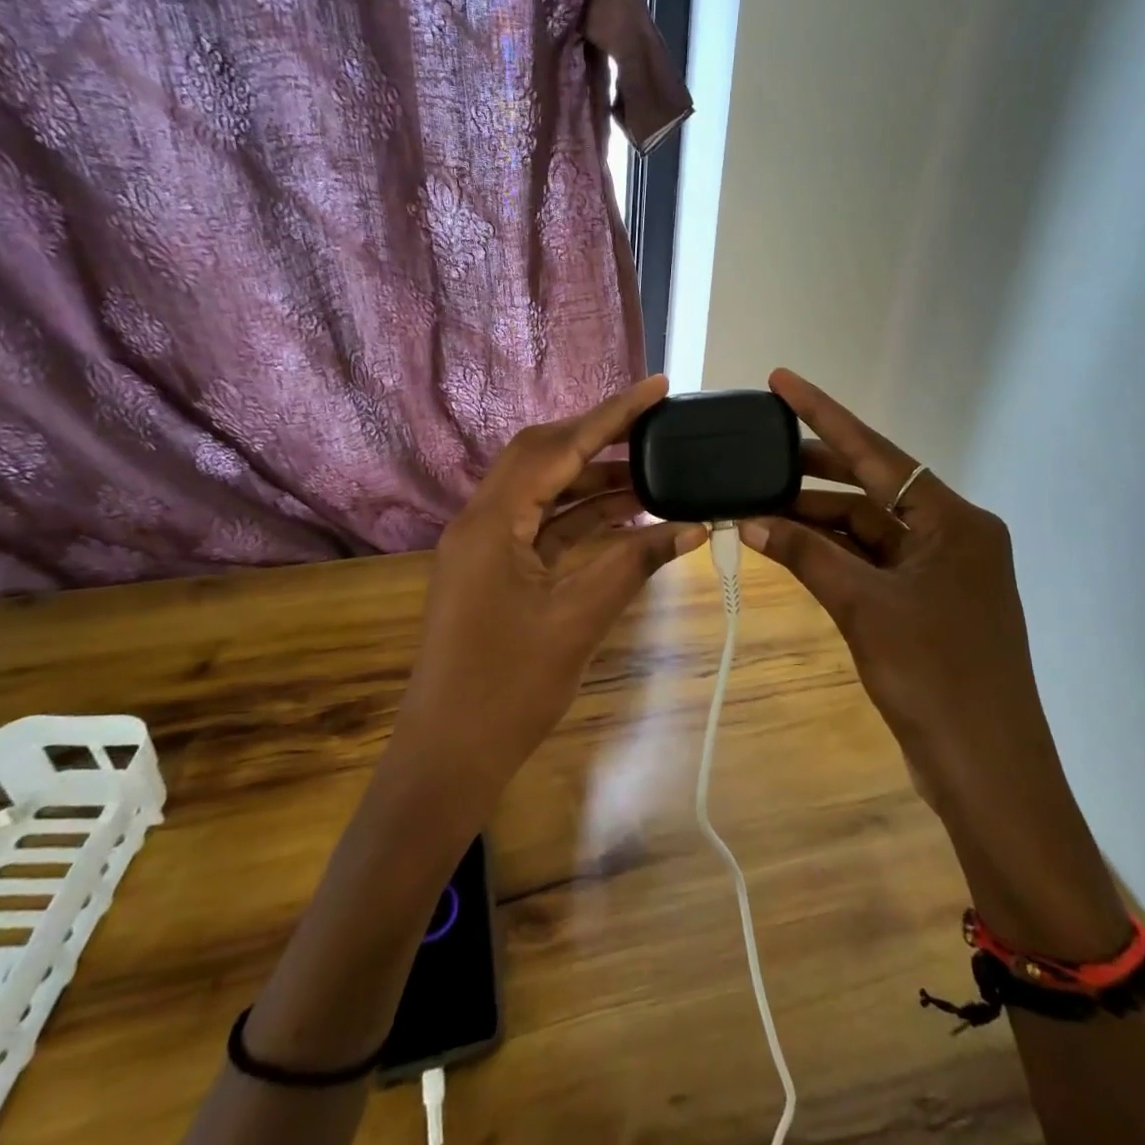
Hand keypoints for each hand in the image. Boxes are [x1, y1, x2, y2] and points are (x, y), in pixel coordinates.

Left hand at [386, 376, 705, 815]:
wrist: (449, 757)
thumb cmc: (508, 690)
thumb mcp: (580, 619)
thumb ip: (635, 562)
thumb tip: (695, 525)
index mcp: (492, 521)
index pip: (559, 448)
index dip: (612, 414)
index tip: (658, 387)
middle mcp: (482, 520)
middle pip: (544, 457)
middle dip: (601, 439)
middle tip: (657, 427)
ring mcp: (486, 546)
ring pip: (546, 492)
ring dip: (596, 482)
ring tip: (656, 474)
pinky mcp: (495, 570)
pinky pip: (544, 527)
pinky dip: (584, 518)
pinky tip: (627, 516)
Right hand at [742, 369, 1126, 955]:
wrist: (987, 773)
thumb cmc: (935, 679)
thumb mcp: (864, 608)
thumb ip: (808, 556)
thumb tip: (750, 520)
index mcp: (954, 521)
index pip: (877, 453)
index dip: (824, 414)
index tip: (780, 381)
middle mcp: (952, 534)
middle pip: (872, 486)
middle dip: (814, 470)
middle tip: (758, 450)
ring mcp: (941, 571)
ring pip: (868, 527)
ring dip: (816, 519)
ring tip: (758, 504)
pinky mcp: (927, 604)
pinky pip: (871, 562)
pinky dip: (832, 555)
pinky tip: (790, 546)